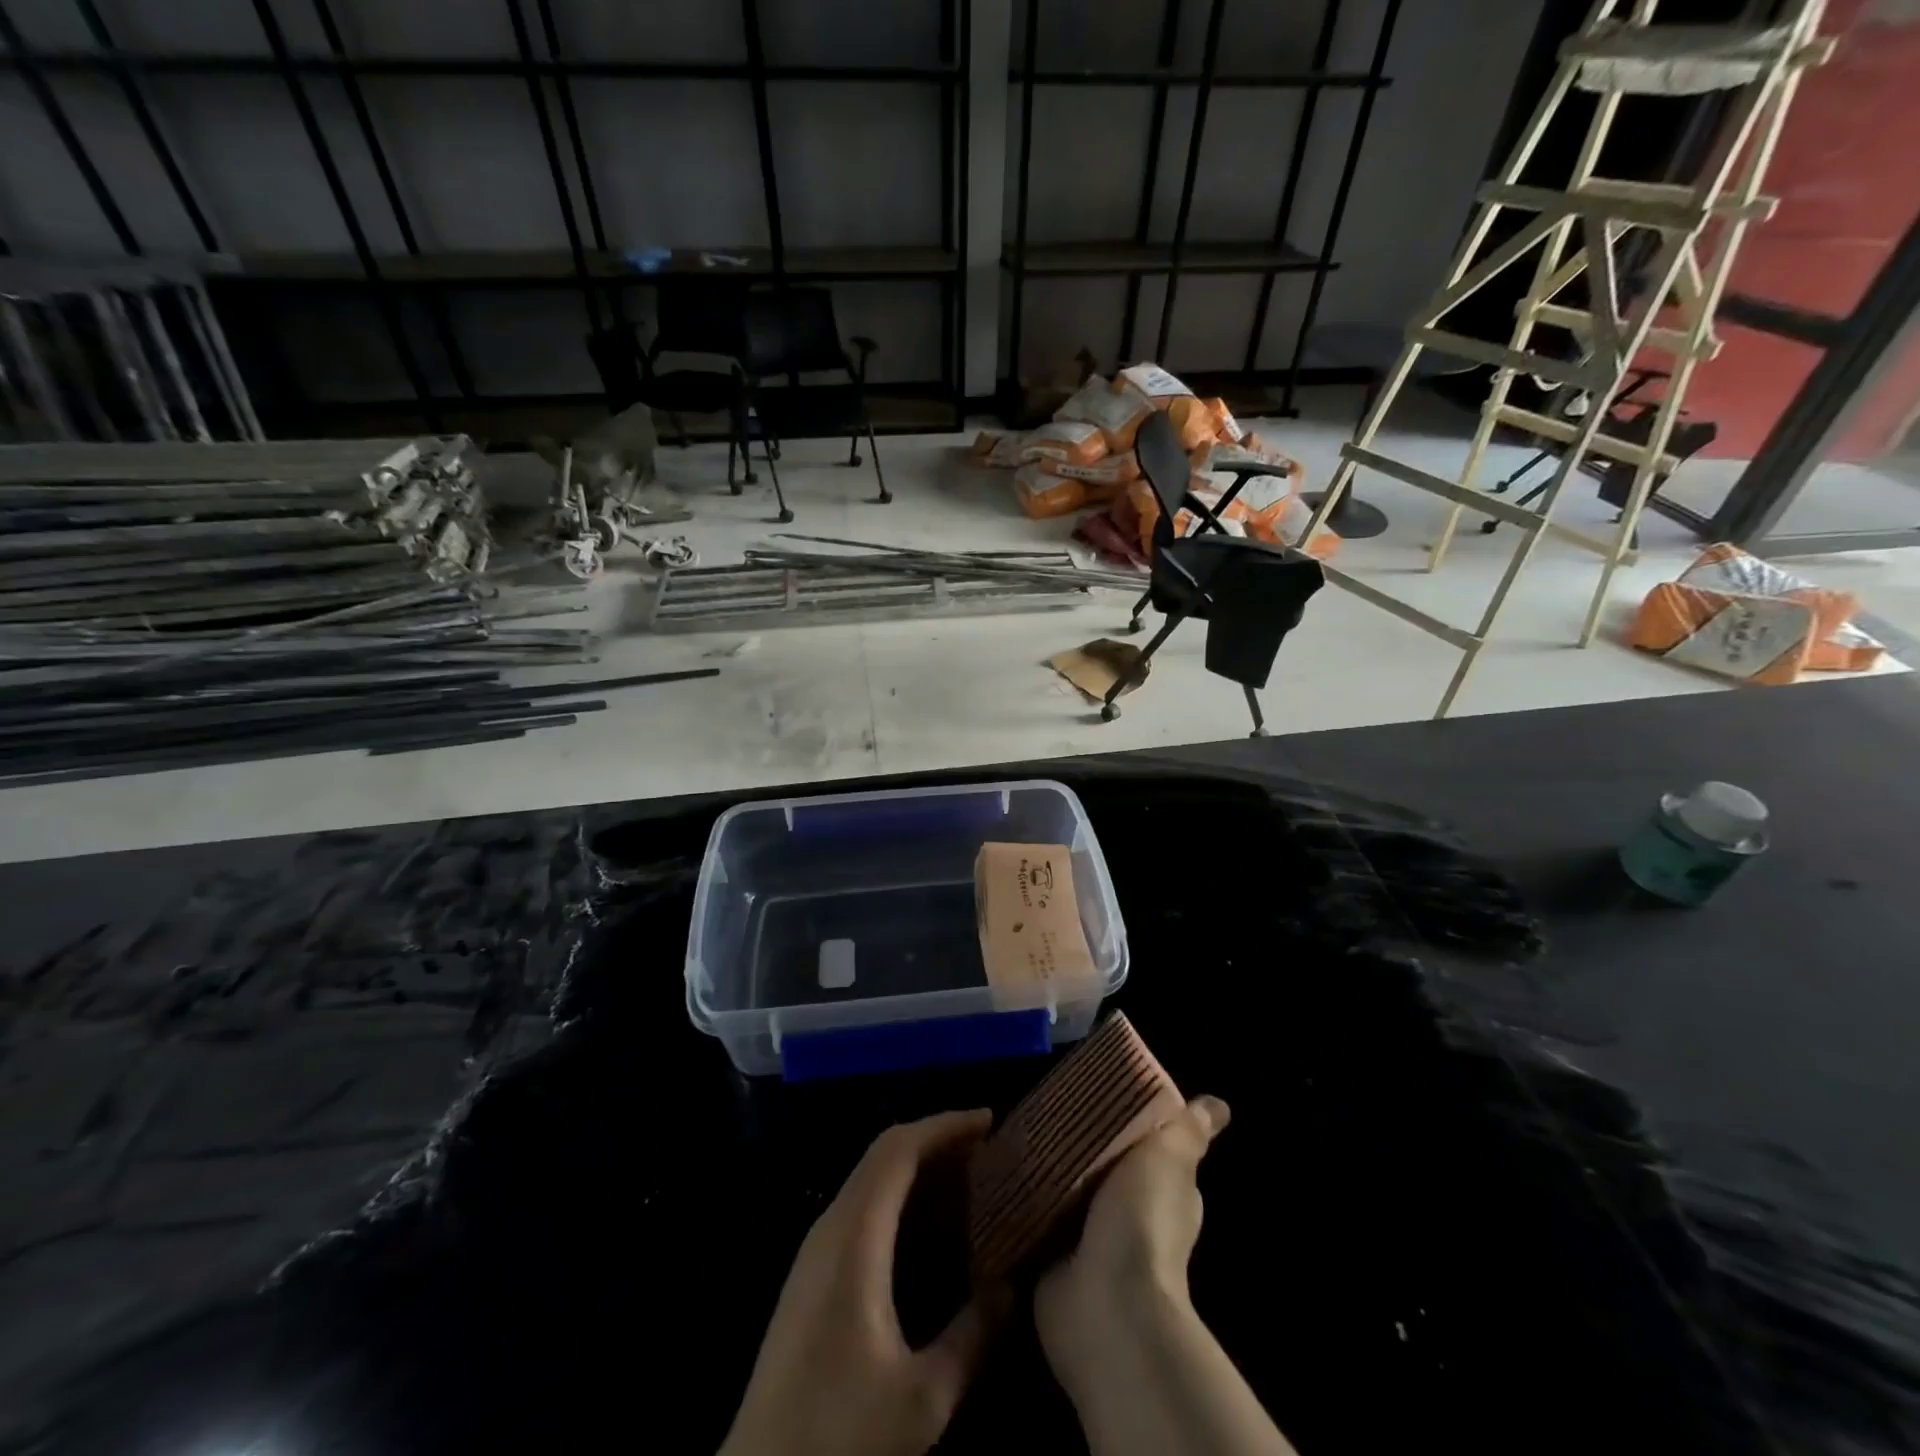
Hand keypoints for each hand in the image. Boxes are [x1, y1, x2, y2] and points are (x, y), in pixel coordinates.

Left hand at [720, 1110, 996, 1455]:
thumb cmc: (839, 1435)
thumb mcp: (922, 1399)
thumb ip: (972, 1337)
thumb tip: (1010, 1288)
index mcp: (854, 1236)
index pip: (899, 1148)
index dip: (944, 1125)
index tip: (990, 1122)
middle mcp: (831, 1227)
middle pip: (884, 1154)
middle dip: (937, 1141)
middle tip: (988, 1151)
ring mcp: (816, 1250)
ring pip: (871, 1180)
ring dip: (919, 1168)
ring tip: (969, 1180)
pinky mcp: (812, 1275)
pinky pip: (862, 1207)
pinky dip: (901, 1197)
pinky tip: (930, 1228)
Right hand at [1033, 1096, 1230, 1381]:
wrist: (1106, 1303)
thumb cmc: (1143, 1221)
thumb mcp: (1168, 1159)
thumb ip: (1187, 1131)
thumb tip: (1220, 1105)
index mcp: (1163, 1192)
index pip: (1148, 1148)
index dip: (1129, 1124)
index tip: (1099, 1093)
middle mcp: (1128, 1217)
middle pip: (1101, 1168)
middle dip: (1079, 1144)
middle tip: (1045, 1104)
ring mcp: (1089, 1241)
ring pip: (1065, 1192)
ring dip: (1046, 1172)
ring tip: (1016, 1129)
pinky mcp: (1052, 1258)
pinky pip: (1034, 1218)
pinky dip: (1022, 1200)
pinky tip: (1001, 1169)